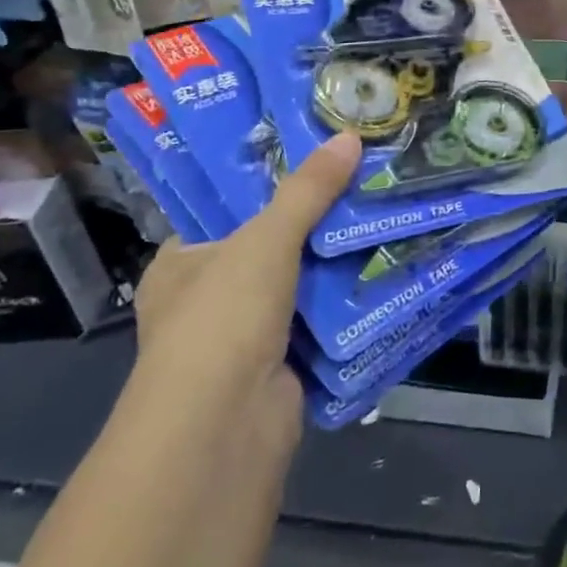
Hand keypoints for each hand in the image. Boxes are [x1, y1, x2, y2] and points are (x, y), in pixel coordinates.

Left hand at [130, 131, 361, 449]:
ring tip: (384, 214)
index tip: (316, 157)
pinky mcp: (282, 366)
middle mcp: (208, 299)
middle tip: (363, 181)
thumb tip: (350, 136)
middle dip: (315, 222)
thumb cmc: (222, 318)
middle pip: (270, 246)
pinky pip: (319, 321)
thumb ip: (308, 190)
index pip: (226, 212)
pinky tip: (385, 270)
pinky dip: (346, 303)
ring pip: (299, 284)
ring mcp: (245, 337)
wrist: (223, 430)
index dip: (268, 184)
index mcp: (181, 264)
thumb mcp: (265, 239)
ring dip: (335, 263)